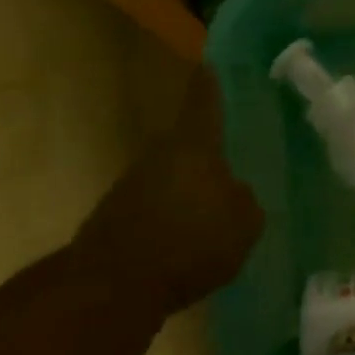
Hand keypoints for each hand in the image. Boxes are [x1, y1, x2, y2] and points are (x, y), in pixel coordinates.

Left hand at [76, 68, 264, 315]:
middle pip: (185, 143)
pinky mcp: (114, 221)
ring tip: (212, 211)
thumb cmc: (189, 242)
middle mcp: (159, 156)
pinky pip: (153, 209)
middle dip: (205, 152)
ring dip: (187, 190)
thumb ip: (244, 201)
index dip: (209, 84)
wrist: (110, 290)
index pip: (204, 102)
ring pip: (168, 177)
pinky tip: (186, 243)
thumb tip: (234, 193)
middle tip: (230, 161)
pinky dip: (170, 220)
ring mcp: (130, 188)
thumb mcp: (243, 223)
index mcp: (194, 145)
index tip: (209, 64)